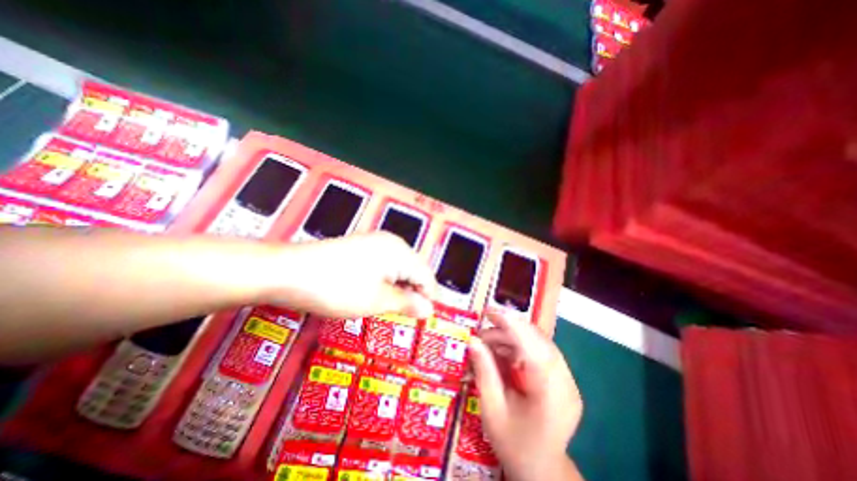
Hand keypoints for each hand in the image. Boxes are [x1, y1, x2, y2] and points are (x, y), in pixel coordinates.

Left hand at [273, 231, 437, 319]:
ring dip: (399, 287)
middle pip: (414, 269)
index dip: (428, 298)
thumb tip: (430, 309)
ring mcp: (375, 242)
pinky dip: (385, 280)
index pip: (426, 275)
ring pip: (399, 268)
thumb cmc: (338, 288)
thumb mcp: (377, 301)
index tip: (424, 319)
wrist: (288, 271)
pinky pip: (384, 264)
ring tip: (391, 307)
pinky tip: (376, 292)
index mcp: (400, 252)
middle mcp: (391, 242)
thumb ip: (407, 303)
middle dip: (414, 292)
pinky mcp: (361, 247)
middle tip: (406, 316)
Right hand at [469, 311, 581, 478]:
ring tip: (489, 342)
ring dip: (513, 337)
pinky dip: (521, 346)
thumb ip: (484, 372)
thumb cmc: (514, 444)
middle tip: (483, 331)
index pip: (532, 347)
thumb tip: (472, 341)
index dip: (511, 325)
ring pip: (540, 344)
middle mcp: (566, 383)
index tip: (489, 312)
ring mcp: (569, 381)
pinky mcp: (564, 380)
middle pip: (538, 341)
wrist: (542, 471)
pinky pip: (541, 352)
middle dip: (509, 329)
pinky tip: (504, 351)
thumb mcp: (492, 410)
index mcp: (550, 393)